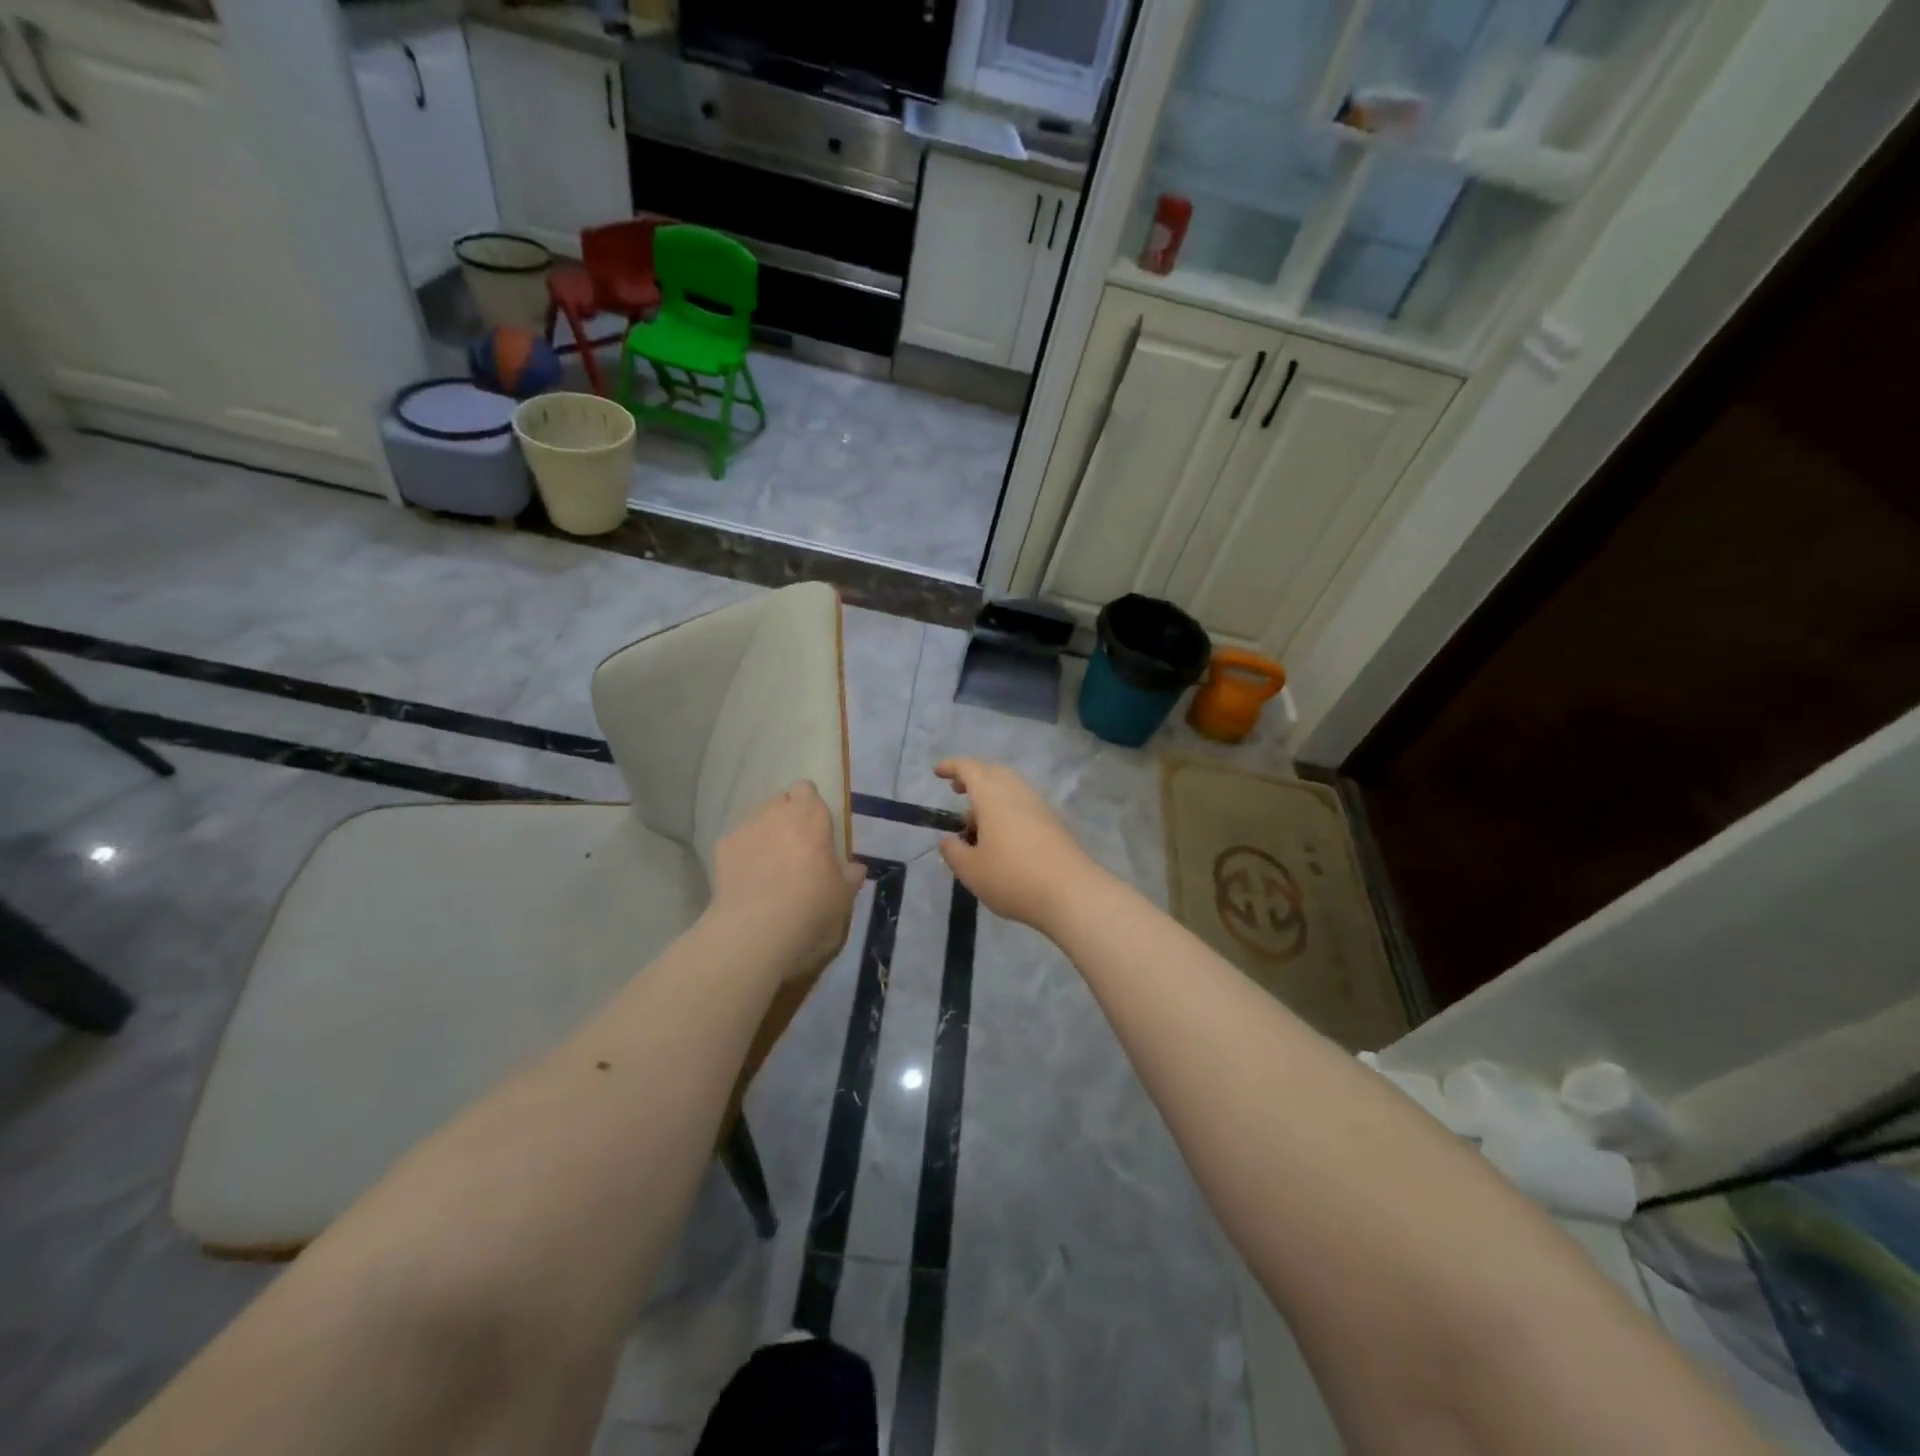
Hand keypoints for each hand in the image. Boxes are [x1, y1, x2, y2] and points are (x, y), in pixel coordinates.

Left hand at [709, 781, 864, 975]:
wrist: (757, 929)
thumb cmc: (812, 905)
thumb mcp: (844, 895)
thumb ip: (849, 875)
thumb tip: (854, 868)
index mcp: (810, 815)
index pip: (806, 790)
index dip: (809, 806)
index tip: (815, 829)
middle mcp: (776, 812)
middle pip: (780, 802)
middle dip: (786, 818)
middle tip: (794, 849)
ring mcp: (745, 827)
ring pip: (756, 820)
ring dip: (764, 834)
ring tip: (768, 867)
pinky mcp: (721, 847)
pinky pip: (737, 842)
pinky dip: (743, 854)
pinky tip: (747, 880)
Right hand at [936, 758, 1102, 930]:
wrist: (1071, 893)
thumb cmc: (1013, 878)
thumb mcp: (971, 871)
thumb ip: (954, 852)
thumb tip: (948, 840)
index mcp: (993, 796)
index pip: (969, 768)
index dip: (951, 766)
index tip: (937, 773)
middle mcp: (1018, 793)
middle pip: (994, 772)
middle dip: (974, 778)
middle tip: (958, 792)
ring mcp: (1040, 807)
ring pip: (1011, 788)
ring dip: (991, 796)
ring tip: (977, 824)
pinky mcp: (1055, 823)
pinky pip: (1024, 805)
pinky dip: (1008, 810)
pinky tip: (1003, 838)